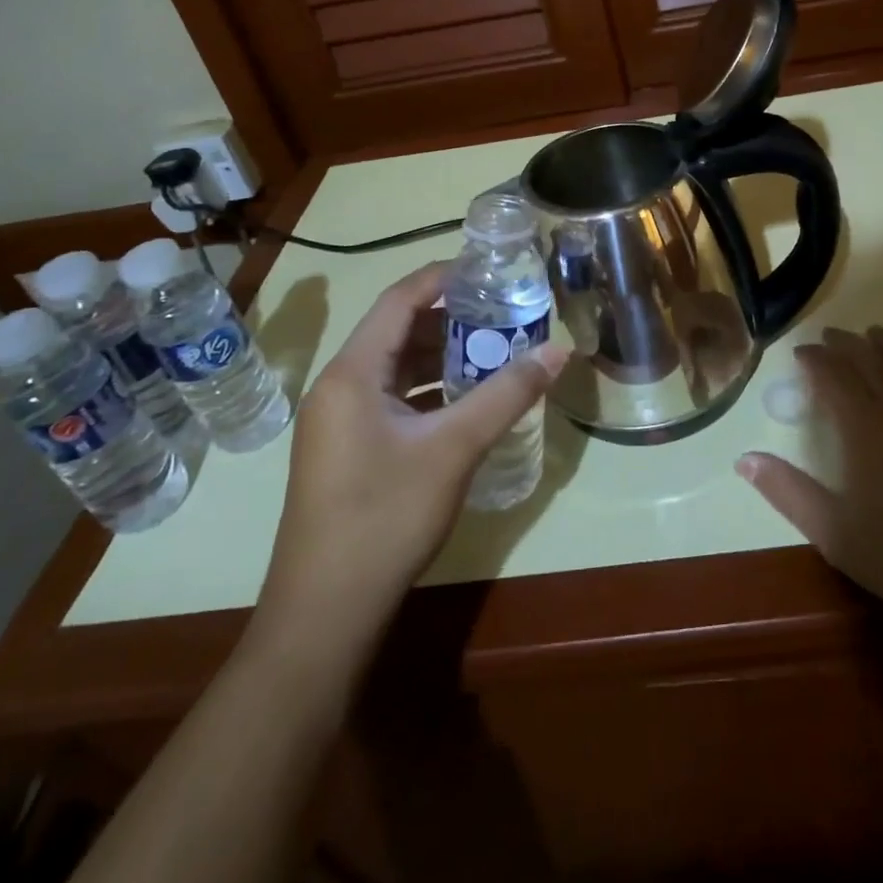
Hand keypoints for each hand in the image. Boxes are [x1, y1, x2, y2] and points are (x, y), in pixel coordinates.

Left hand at [252, 262, 567, 650]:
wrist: (325, 614)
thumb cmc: (384, 517)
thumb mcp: (454, 448)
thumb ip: (507, 394)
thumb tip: (558, 350)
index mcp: (353, 372)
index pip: (400, 298)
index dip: (444, 276)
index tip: (492, 269)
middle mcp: (340, 387)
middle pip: (398, 331)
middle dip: (452, 318)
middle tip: (506, 312)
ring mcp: (340, 422)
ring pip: (397, 368)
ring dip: (444, 356)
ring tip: (496, 350)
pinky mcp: (348, 451)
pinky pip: (394, 400)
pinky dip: (431, 391)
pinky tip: (469, 401)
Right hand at [737, 326, 882, 632]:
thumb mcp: (832, 531)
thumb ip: (786, 490)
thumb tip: (743, 458)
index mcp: (865, 426)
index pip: (833, 376)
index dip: (814, 359)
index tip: (801, 352)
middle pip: (872, 361)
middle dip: (847, 345)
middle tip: (831, 335)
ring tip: (876, 333)